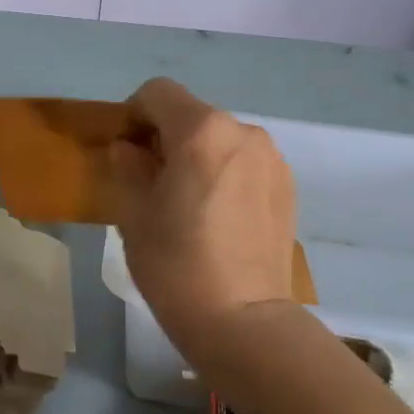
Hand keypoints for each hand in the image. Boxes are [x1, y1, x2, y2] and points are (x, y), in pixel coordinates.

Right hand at [106, 78, 296, 350]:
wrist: (244, 321)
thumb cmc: (176, 264)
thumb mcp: (135, 214)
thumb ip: (128, 167)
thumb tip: (128, 148)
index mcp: (202, 131)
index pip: (158, 92)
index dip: (134, 114)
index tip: (126, 151)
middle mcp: (243, 132)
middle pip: (192, 114)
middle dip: (166, 136)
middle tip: (151, 180)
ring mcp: (271, 159)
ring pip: (220, 139)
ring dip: (197, 155)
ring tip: (188, 202)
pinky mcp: (287, 186)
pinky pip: (245, 162)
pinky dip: (224, 173)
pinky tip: (218, 216)